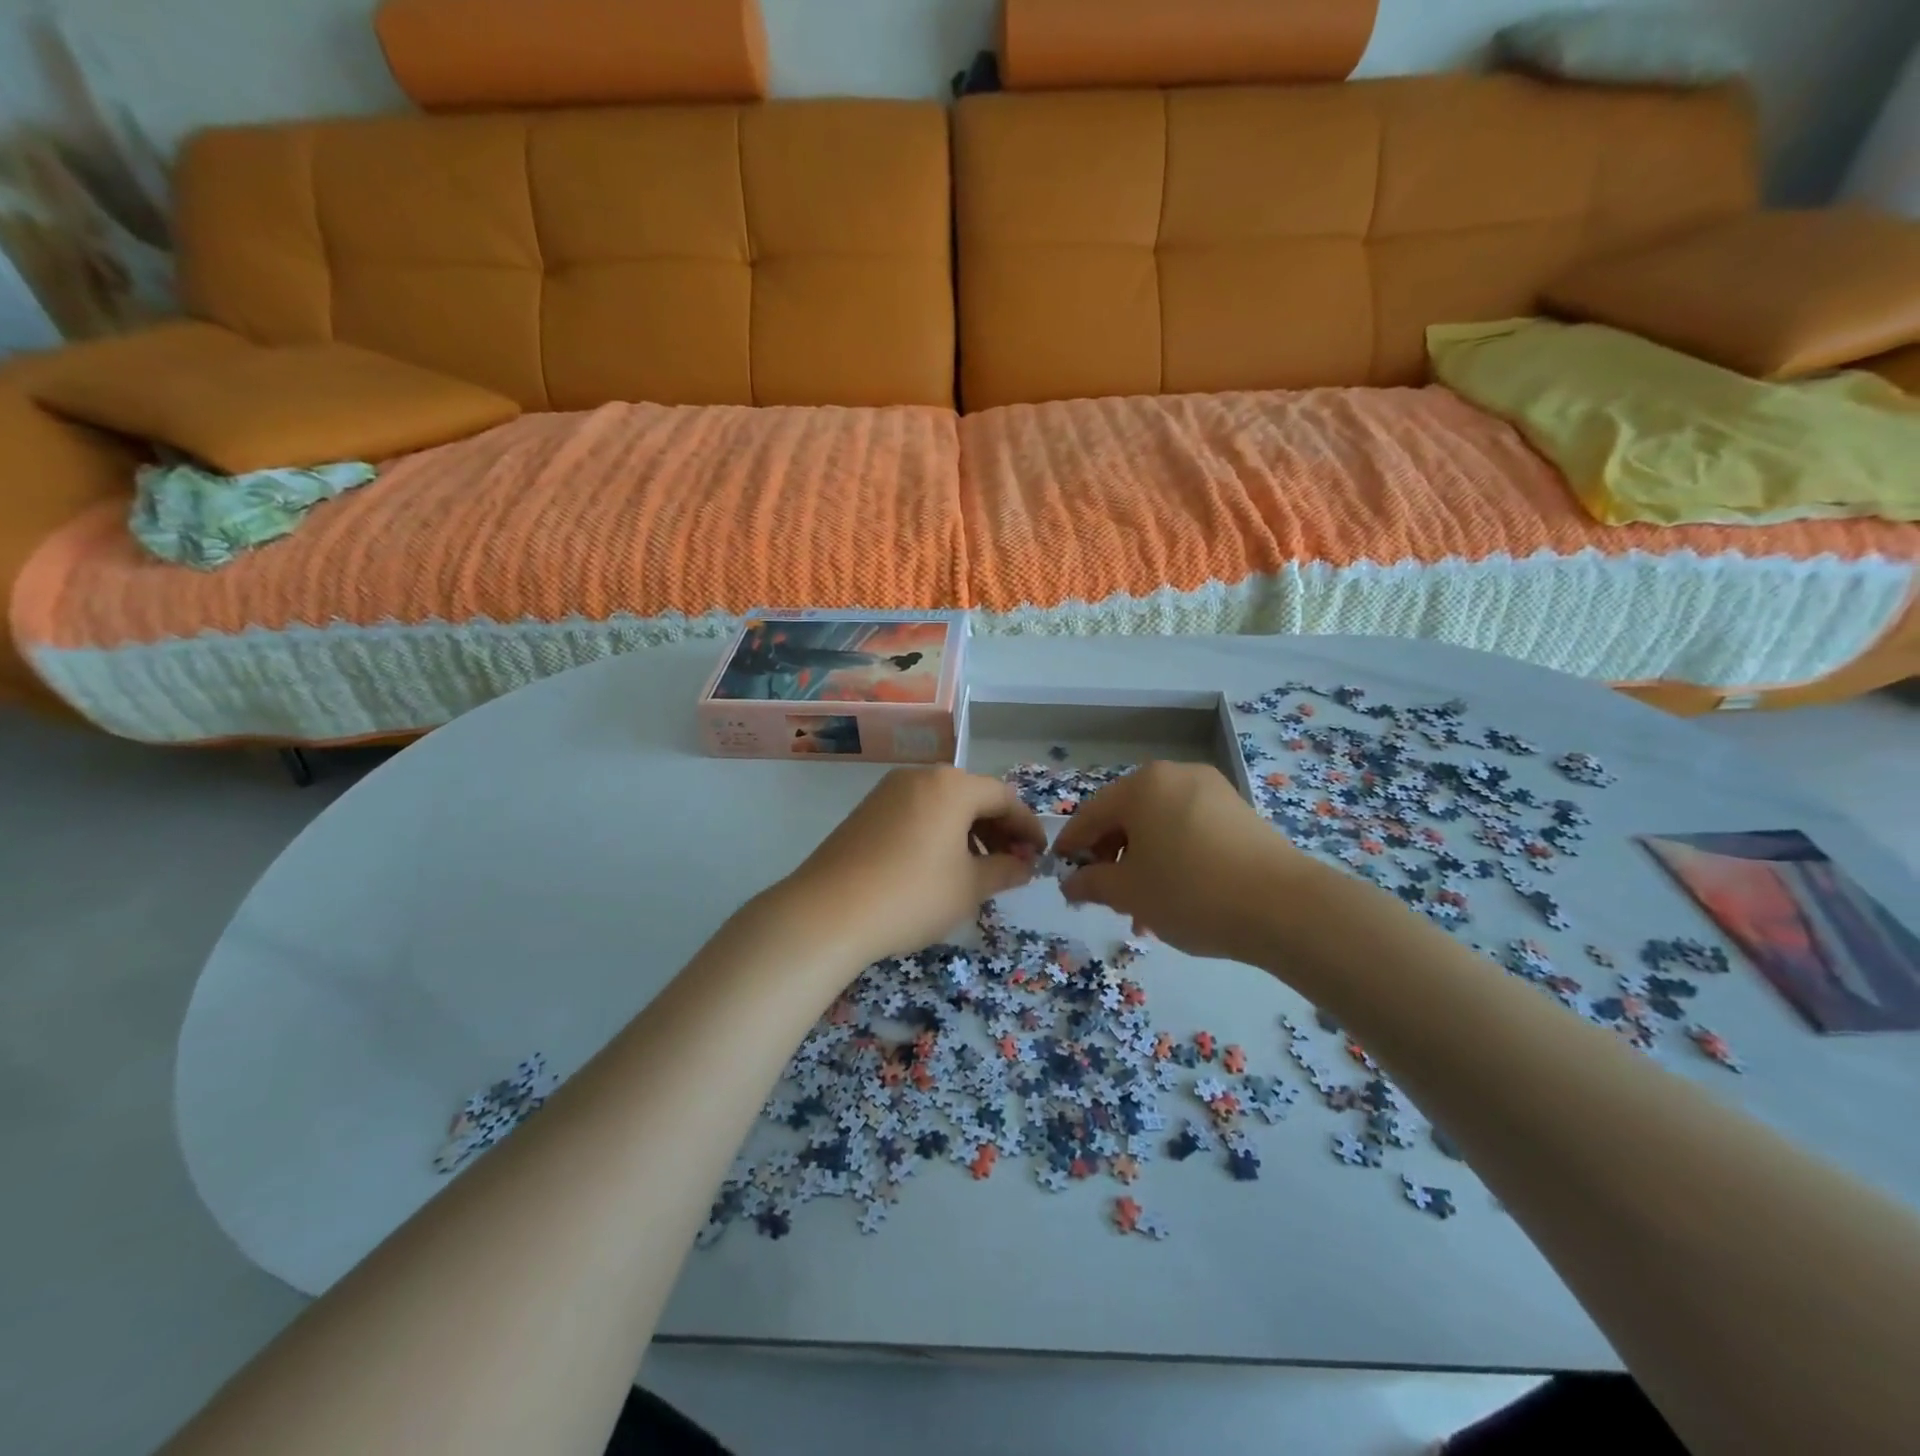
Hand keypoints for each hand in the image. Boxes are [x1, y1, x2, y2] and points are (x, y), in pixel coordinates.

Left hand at [773, 767, 1046, 966]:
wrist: (827, 912)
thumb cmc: (912, 894)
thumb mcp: (969, 888)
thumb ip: (1004, 871)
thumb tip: (1024, 866)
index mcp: (951, 786)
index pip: (1003, 797)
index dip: (1027, 826)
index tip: (1039, 856)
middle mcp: (920, 777)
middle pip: (972, 796)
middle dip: (997, 829)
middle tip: (1011, 865)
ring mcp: (887, 792)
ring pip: (942, 805)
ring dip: (967, 832)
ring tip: (976, 870)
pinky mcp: (865, 812)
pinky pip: (916, 814)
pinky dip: (937, 833)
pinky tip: (938, 867)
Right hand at [1052, 762, 1309, 962]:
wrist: (1285, 907)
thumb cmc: (1191, 892)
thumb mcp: (1130, 893)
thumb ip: (1092, 884)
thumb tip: (1070, 884)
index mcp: (1142, 786)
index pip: (1090, 814)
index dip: (1072, 846)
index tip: (1063, 875)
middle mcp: (1175, 776)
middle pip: (1126, 817)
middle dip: (1112, 859)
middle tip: (1108, 899)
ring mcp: (1211, 790)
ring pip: (1159, 827)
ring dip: (1143, 864)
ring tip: (1145, 911)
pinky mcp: (1238, 811)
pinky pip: (1189, 830)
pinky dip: (1174, 857)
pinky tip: (1178, 897)